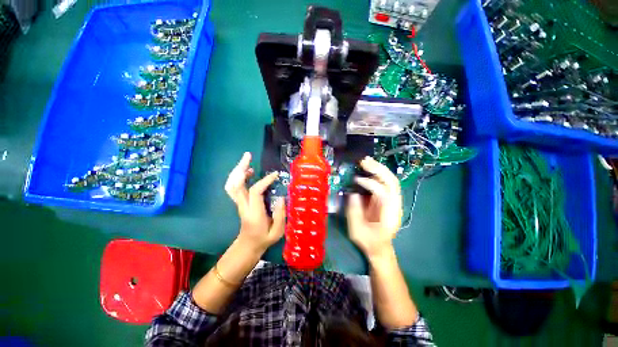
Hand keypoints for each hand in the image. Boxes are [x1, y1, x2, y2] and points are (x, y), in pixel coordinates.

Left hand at [224, 152, 285, 253]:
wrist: (248, 246)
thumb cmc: (264, 239)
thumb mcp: (277, 231)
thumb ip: (280, 214)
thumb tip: (281, 197)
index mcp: (253, 213)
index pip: (255, 191)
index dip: (265, 180)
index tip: (275, 175)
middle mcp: (243, 206)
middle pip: (236, 184)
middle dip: (240, 168)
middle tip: (248, 155)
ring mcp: (239, 203)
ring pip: (232, 184)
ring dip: (237, 170)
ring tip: (247, 160)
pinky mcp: (239, 202)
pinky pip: (234, 187)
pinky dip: (238, 176)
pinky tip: (248, 171)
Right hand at [346, 157, 402, 260]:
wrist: (380, 248)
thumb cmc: (369, 241)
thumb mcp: (357, 230)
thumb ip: (354, 212)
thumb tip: (353, 193)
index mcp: (389, 214)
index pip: (384, 192)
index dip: (370, 184)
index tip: (356, 180)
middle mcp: (394, 205)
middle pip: (392, 182)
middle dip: (378, 169)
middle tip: (364, 161)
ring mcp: (392, 201)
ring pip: (390, 180)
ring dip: (378, 169)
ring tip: (365, 161)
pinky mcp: (387, 200)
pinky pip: (384, 184)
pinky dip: (377, 174)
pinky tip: (368, 170)